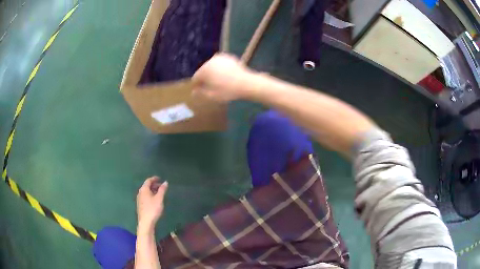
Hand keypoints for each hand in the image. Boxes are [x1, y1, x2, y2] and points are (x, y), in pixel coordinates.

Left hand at [136, 177, 167, 230]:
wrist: (146, 222)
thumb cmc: (153, 209)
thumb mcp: (159, 199)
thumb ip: (162, 190)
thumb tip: (165, 182)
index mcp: (144, 189)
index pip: (148, 180)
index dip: (154, 178)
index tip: (160, 178)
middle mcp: (140, 192)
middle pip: (147, 186)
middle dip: (154, 185)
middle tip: (161, 186)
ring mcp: (139, 199)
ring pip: (146, 191)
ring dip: (152, 190)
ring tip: (160, 193)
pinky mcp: (140, 204)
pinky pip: (145, 196)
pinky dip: (150, 195)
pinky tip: (155, 200)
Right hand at [192, 53, 253, 101]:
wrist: (247, 83)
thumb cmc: (228, 91)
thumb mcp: (212, 95)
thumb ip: (201, 93)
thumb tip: (194, 92)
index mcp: (205, 70)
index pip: (196, 78)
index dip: (197, 85)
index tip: (199, 91)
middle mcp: (210, 61)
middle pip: (203, 70)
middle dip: (205, 78)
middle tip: (209, 87)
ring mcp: (220, 58)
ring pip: (212, 67)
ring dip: (212, 73)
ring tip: (217, 82)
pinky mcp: (228, 57)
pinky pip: (220, 64)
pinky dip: (220, 69)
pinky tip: (225, 76)